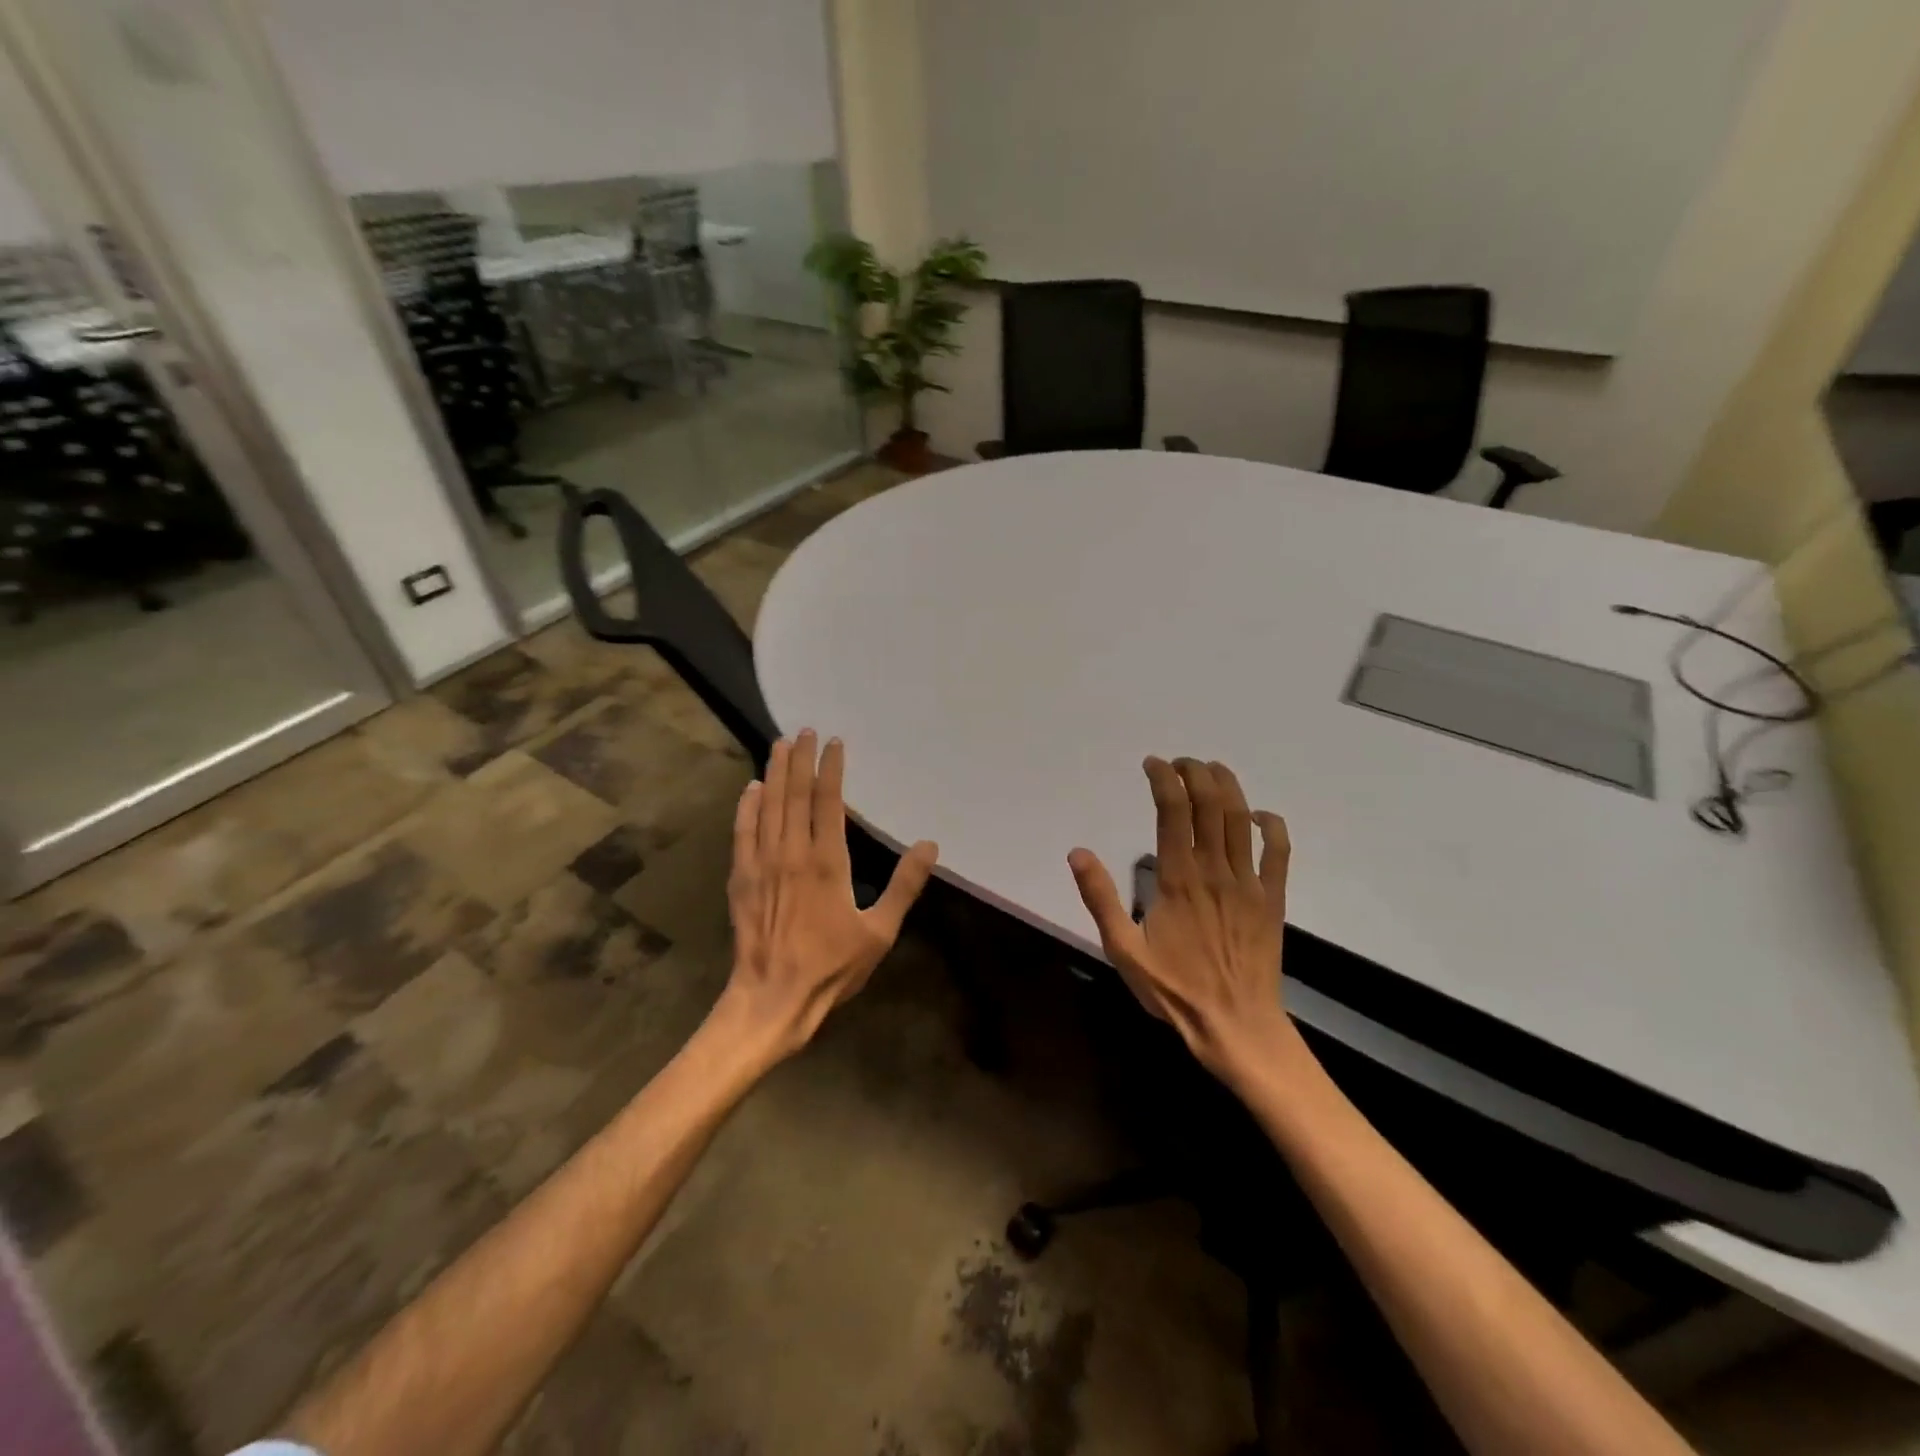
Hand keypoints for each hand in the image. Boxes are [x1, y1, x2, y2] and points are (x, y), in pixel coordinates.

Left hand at [722, 730, 938, 1057]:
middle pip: (794, 795)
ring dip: (773, 773)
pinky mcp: (741, 878)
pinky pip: (742, 832)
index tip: (834, 742)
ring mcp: (761, 864)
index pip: (829, 802)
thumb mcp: (880, 931)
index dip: (831, 769)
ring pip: (767, 806)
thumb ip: (904, 886)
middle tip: (803, 731)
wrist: (772, 999)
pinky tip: (750, 789)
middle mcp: (791, 852)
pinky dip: (746, 807)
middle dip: (799, 760)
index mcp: (827, 862)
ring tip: (778, 746)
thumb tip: (929, 846)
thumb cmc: (831, 967)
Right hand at [1068, 757, 1292, 1075]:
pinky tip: (1258, 815)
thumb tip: (1078, 852)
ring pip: (1241, 818)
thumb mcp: (1123, 949)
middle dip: (1194, 772)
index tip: (1152, 764)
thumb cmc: (1174, 989)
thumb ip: (1100, 898)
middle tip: (1179, 763)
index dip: (1162, 778)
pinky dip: (1271, 825)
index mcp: (1177, 878)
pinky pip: (1279, 851)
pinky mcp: (1272, 898)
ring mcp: (1248, 882)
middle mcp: (1215, 870)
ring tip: (1210, 769)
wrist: (1235, 1025)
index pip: (1172, 810)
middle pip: (1209, 803)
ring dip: (1227, 785)